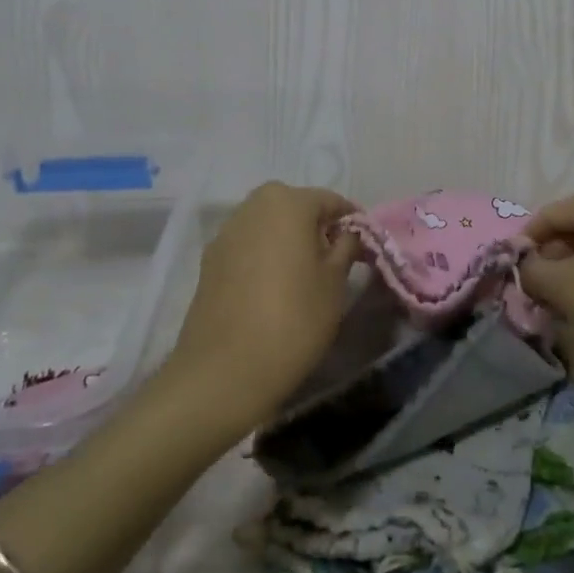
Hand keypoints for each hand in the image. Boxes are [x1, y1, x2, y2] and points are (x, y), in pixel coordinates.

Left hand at [166, 181, 358, 436]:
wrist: (225, 371)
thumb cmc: (294, 319)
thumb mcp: (335, 282)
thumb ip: (346, 246)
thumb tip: (348, 233)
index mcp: (288, 203)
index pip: (331, 201)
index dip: (351, 221)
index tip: (365, 245)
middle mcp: (253, 207)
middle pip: (295, 207)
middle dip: (316, 227)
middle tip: (334, 259)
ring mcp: (226, 233)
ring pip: (268, 226)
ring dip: (288, 240)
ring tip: (304, 274)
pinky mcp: (209, 261)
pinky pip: (247, 247)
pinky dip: (264, 257)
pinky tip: (273, 288)